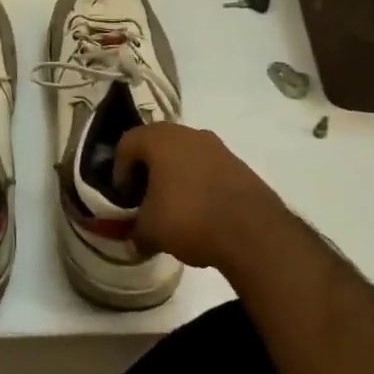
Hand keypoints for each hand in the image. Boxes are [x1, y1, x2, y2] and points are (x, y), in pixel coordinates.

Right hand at [116, 123, 299, 284]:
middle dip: (147, 169)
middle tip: (144, 197)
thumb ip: (136, 231)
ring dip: (175, 175)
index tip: (124, 196)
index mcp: (159, 139)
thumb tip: (136, 240)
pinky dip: (199, 182)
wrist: (254, 232)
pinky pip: (208, 168)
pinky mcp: (239, 164)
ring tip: (174, 206)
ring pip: (185, 154)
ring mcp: (217, 147)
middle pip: (157, 144)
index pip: (126, 144)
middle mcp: (187, 134)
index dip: (119, 170)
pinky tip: (201, 210)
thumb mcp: (149, 231)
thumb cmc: (189, 219)